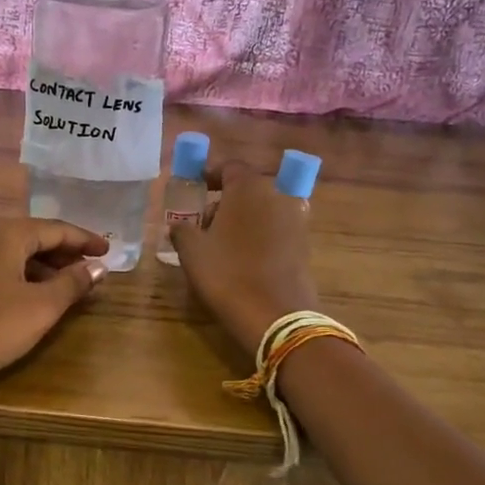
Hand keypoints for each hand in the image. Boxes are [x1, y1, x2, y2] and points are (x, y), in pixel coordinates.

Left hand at [0, 217, 109, 395]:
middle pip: (34, 237)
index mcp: (7, 234)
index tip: (109, 251)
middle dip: (65, 252)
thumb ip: (72, 284)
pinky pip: (0, 267)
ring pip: (16, 254)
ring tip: (70, 284)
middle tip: (93, 267)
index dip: (85, 239)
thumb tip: (97, 267)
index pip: (55, 228)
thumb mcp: (41, 307)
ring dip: (45, 266)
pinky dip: (24, 276)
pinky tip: (34, 297)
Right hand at [170, 160, 318, 355]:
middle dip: (224, 203)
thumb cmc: (226, 274)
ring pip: (262, 212)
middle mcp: (276, 196)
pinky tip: (243, 260)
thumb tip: (180, 225)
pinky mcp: (304, 246)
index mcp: (248, 188)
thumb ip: (182, 230)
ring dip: (242, 221)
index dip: (209, 175)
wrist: (275, 316)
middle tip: (202, 224)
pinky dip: (259, 238)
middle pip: (247, 190)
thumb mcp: (191, 251)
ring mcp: (295, 221)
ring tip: (221, 246)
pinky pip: (275, 232)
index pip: (229, 168)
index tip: (195, 188)